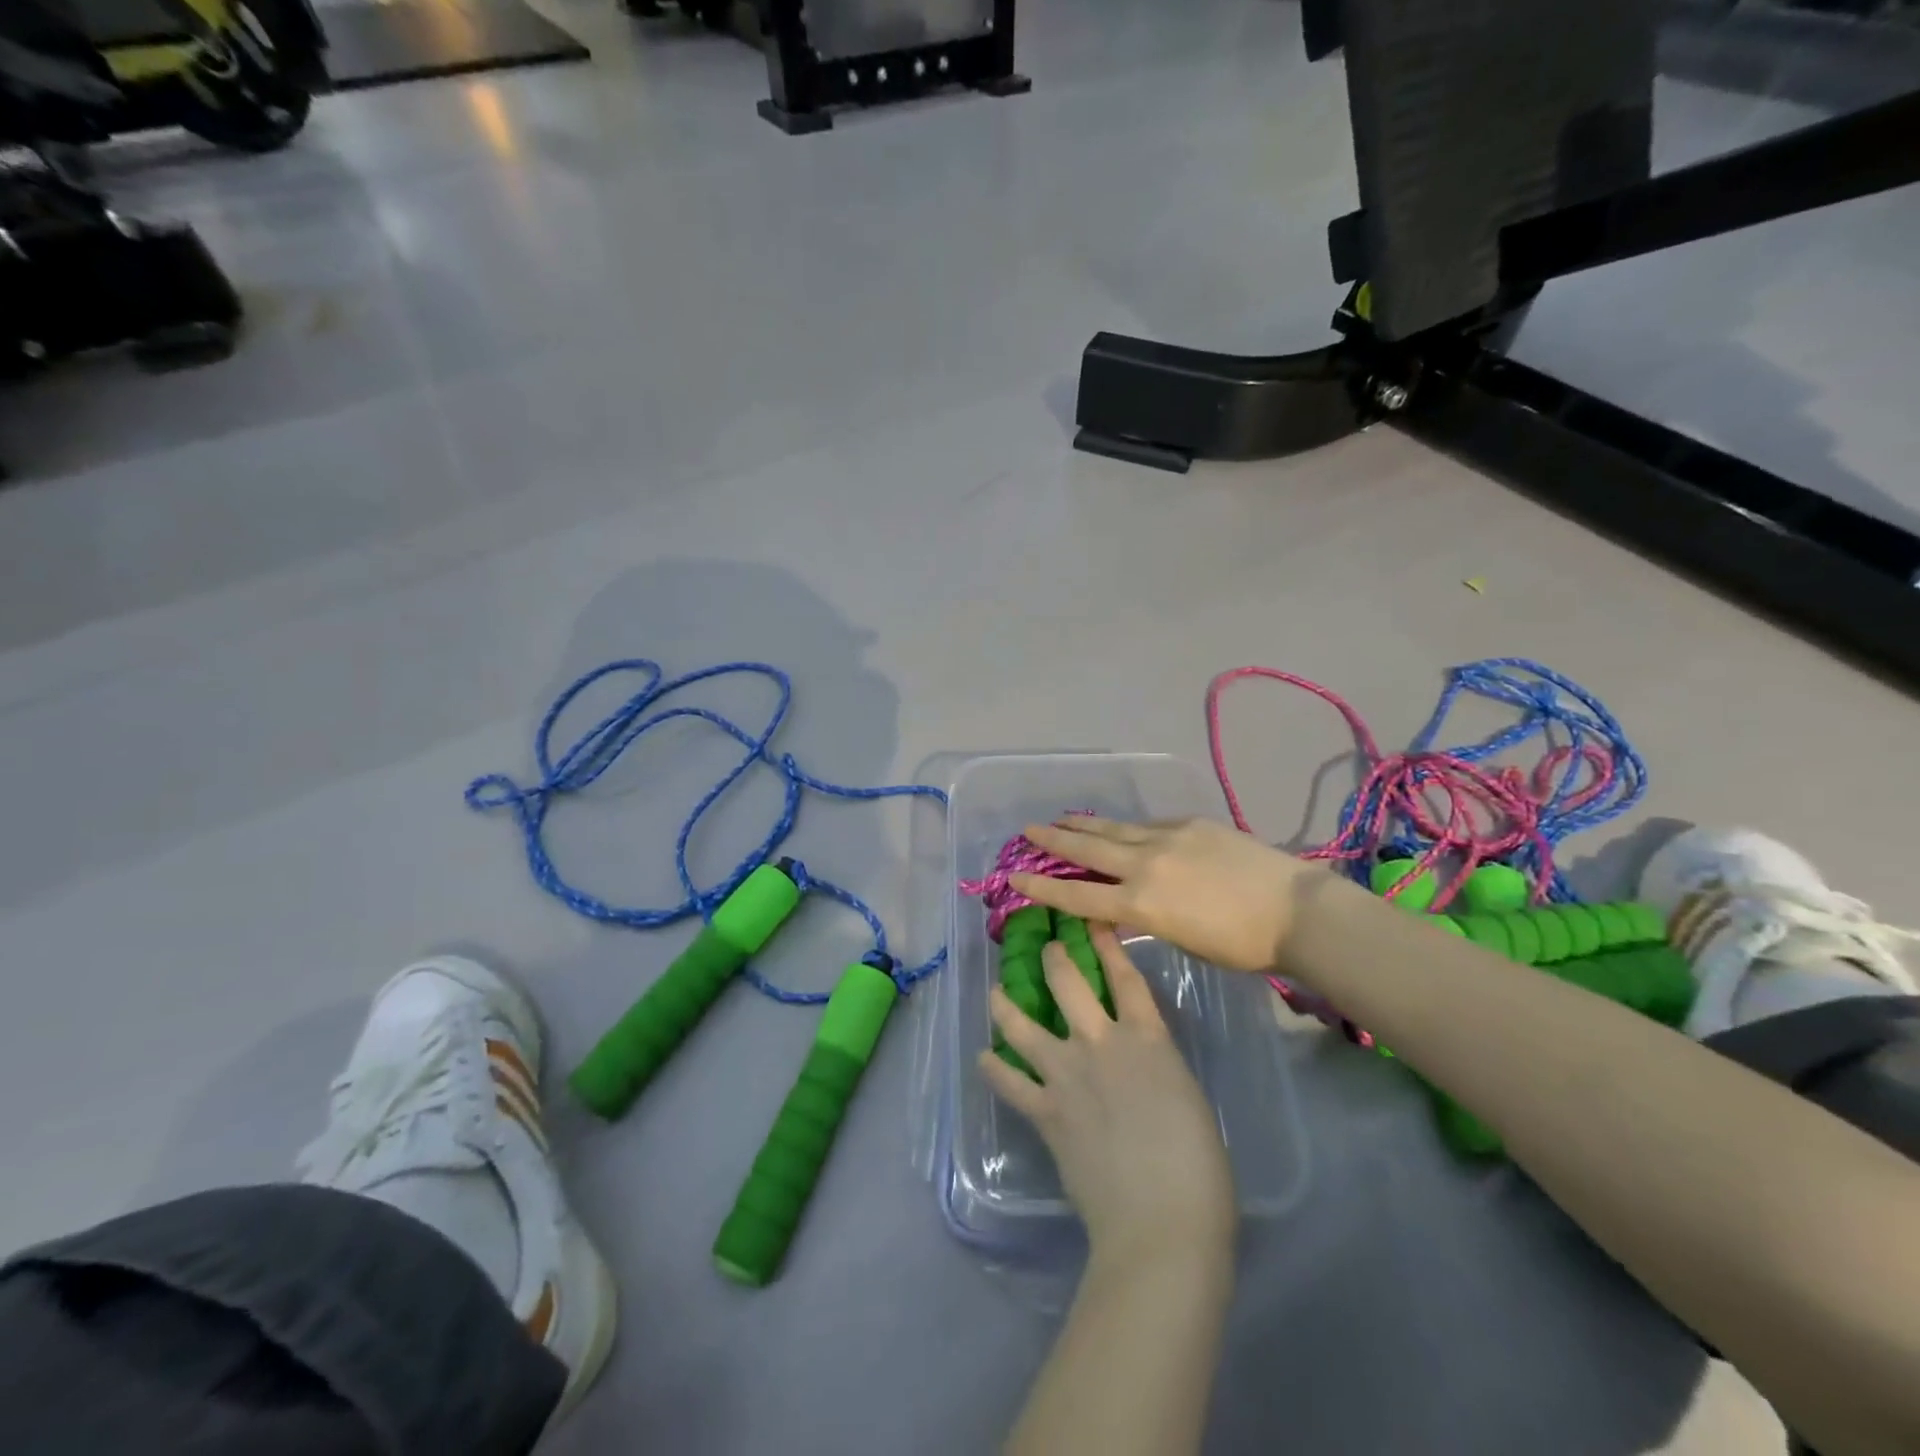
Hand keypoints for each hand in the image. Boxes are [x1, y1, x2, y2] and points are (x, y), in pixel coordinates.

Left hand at [980, 924, 1235, 1261]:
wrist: (1161, 1223)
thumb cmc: (1199, 1170)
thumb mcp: (1188, 1099)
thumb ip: (1159, 1071)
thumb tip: (1142, 1070)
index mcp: (1148, 1040)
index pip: (1125, 978)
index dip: (1108, 945)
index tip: (1092, 921)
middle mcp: (1101, 1044)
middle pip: (1068, 984)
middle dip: (1053, 959)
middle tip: (1045, 948)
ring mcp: (1067, 1074)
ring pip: (1024, 1025)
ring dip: (1006, 1005)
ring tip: (996, 993)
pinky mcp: (1044, 1111)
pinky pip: (1010, 1082)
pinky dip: (994, 1069)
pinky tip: (983, 1059)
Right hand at [1010, 817, 1310, 972]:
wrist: (1295, 910)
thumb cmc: (1242, 945)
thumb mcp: (1182, 940)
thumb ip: (1148, 916)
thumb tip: (1130, 901)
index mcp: (1141, 904)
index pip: (1078, 894)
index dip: (1042, 886)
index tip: (1014, 876)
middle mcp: (1145, 865)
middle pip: (1088, 849)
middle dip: (1053, 840)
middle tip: (1027, 830)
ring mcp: (1167, 838)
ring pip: (1114, 829)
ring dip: (1084, 824)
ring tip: (1060, 818)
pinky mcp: (1190, 824)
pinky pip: (1149, 825)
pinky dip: (1128, 829)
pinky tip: (1122, 828)